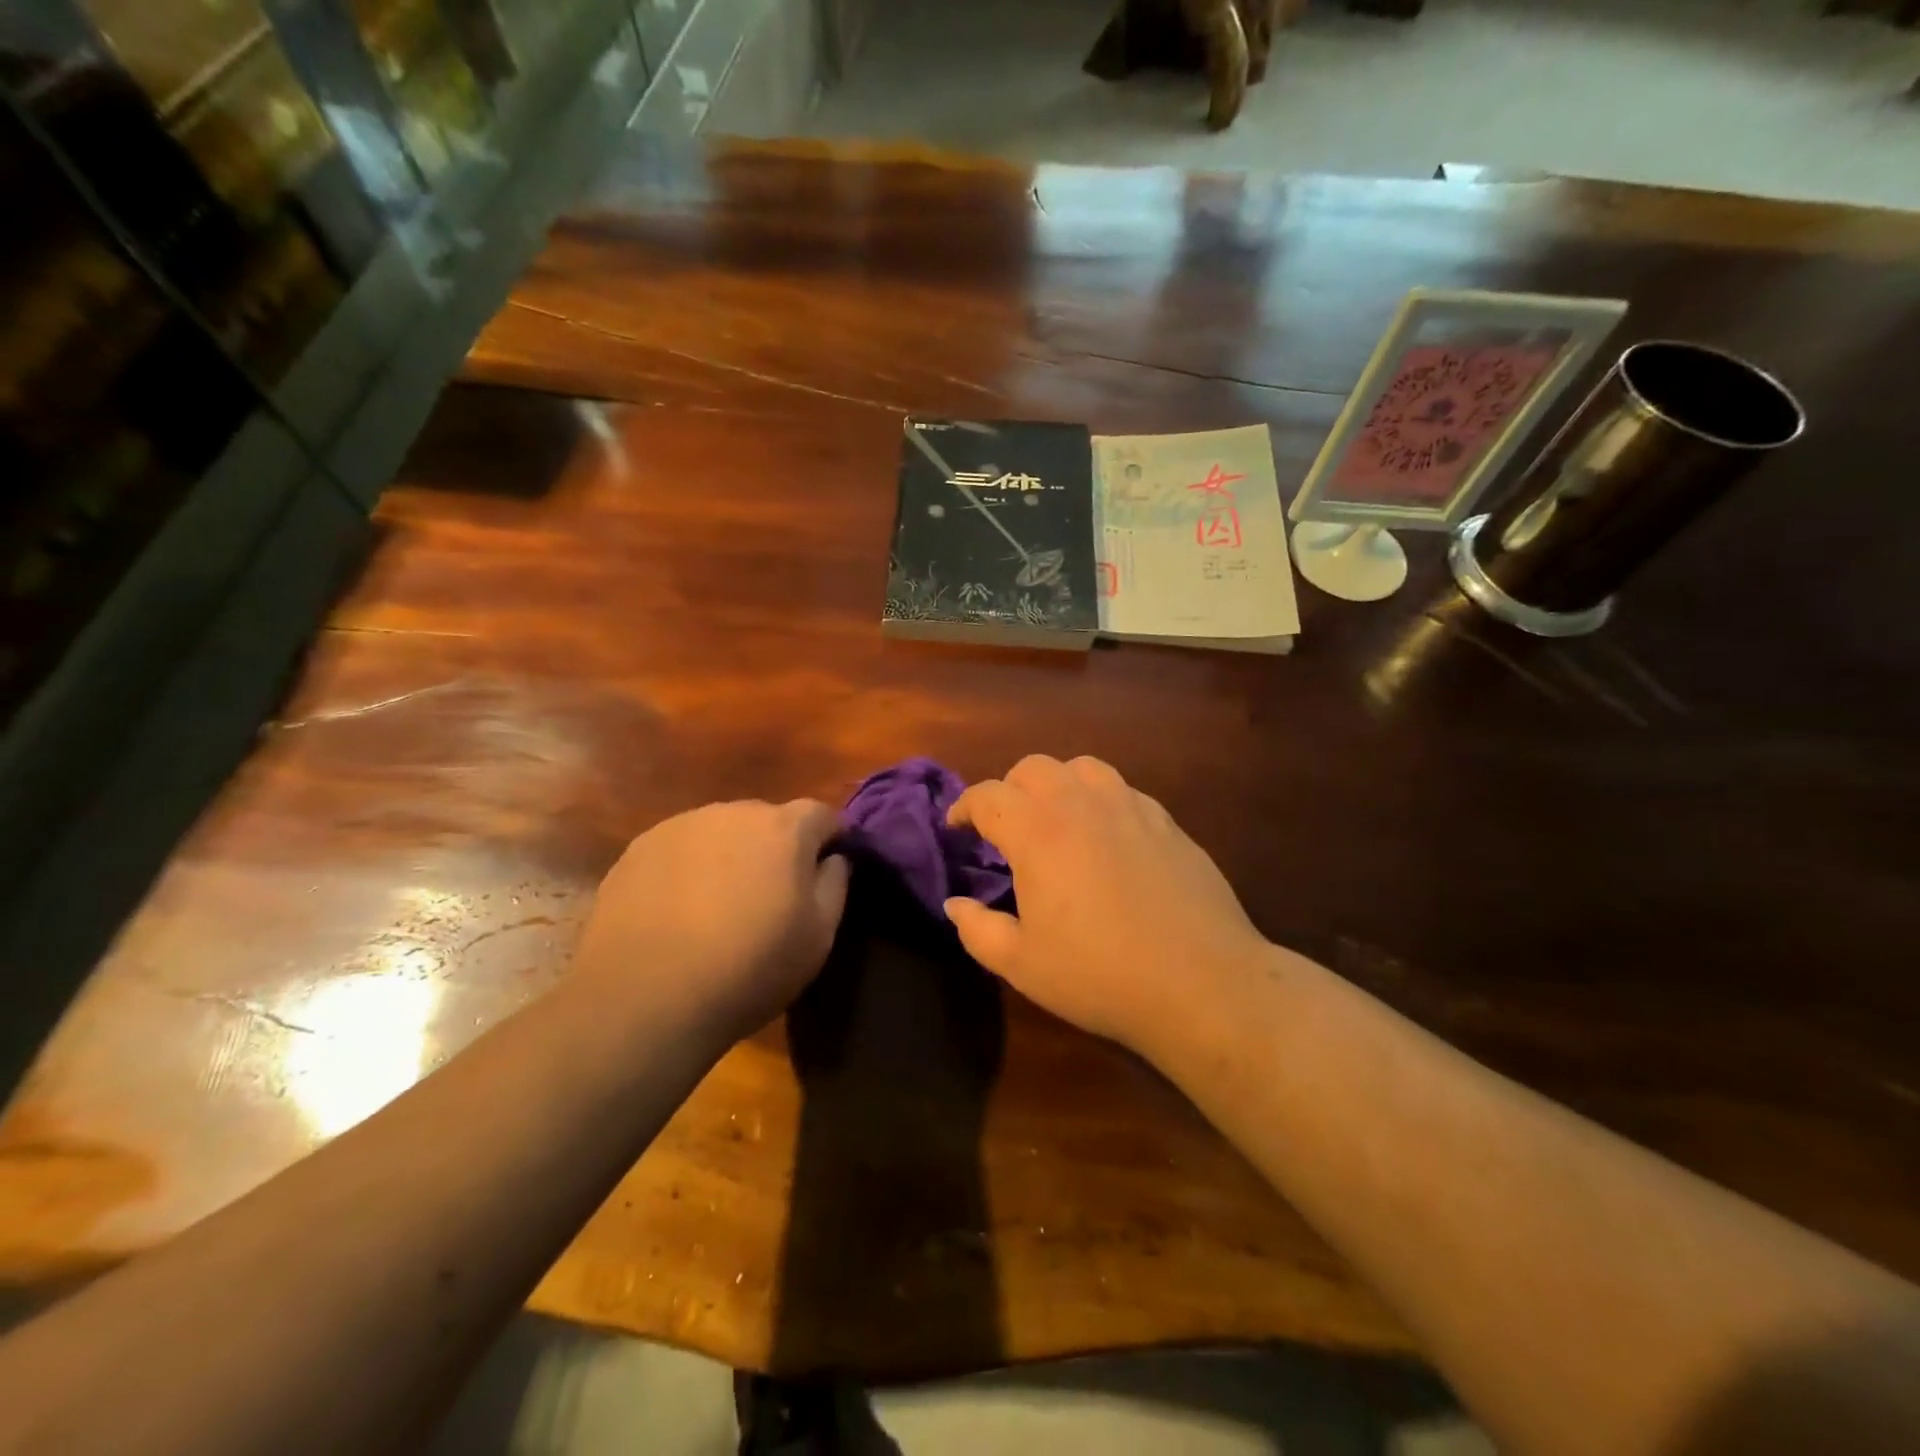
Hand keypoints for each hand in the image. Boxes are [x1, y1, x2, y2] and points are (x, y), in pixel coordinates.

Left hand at [570, 800, 849, 1046]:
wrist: (645, 997)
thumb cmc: (749, 967)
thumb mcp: (818, 937)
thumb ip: (835, 884)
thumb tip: (833, 858)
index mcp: (784, 828)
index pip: (822, 814)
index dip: (830, 839)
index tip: (826, 870)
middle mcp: (733, 812)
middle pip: (768, 819)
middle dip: (777, 847)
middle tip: (771, 894)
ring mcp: (680, 826)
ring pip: (721, 832)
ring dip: (730, 855)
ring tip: (719, 905)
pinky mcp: (639, 849)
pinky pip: (680, 849)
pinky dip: (688, 869)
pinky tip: (678, 911)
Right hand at [945, 755, 1272, 1062]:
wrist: (1201, 982)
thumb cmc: (1099, 975)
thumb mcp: (1021, 964)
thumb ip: (977, 929)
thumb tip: (956, 903)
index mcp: (1037, 831)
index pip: (987, 796)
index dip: (963, 808)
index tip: (956, 828)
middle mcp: (1082, 804)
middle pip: (1034, 768)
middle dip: (1010, 790)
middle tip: (1006, 829)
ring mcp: (1130, 807)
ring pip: (1083, 768)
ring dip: (1058, 785)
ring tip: (1057, 821)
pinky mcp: (1167, 822)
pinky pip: (1123, 792)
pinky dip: (1101, 802)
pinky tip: (1107, 839)